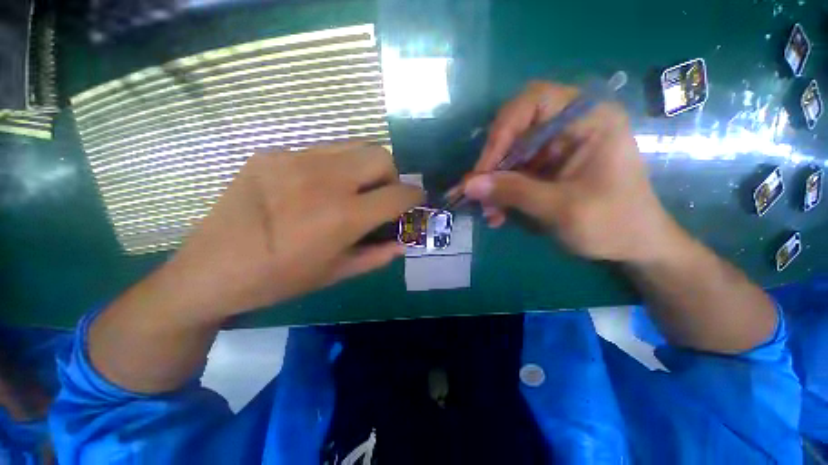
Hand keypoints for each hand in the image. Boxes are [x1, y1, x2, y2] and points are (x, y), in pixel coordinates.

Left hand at [159, 143, 423, 323]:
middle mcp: (324, 179)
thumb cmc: (280, 279)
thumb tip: (405, 242)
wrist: (211, 270)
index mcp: (343, 216)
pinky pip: (322, 150)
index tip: (416, 200)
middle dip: (392, 176)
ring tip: (355, 187)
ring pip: (355, 145)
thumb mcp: (337, 273)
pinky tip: (319, 186)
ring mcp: (295, 159)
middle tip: (382, 195)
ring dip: (367, 166)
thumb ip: (378, 255)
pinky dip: (336, 165)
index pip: (398, 194)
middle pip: (381, 156)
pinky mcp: (272, 153)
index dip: (414, 196)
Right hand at [463, 81, 676, 262]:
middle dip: (493, 165)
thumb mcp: (561, 208)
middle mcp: (570, 126)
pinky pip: (514, 174)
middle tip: (477, 194)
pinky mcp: (547, 167)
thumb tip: (468, 185)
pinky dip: (502, 193)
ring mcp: (556, 147)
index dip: (502, 131)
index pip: (534, 101)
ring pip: (509, 156)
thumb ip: (513, 192)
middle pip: (515, 130)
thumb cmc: (613, 223)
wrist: (634, 246)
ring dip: (494, 185)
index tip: (484, 169)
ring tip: (489, 213)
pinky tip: (497, 215)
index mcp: (589, 119)